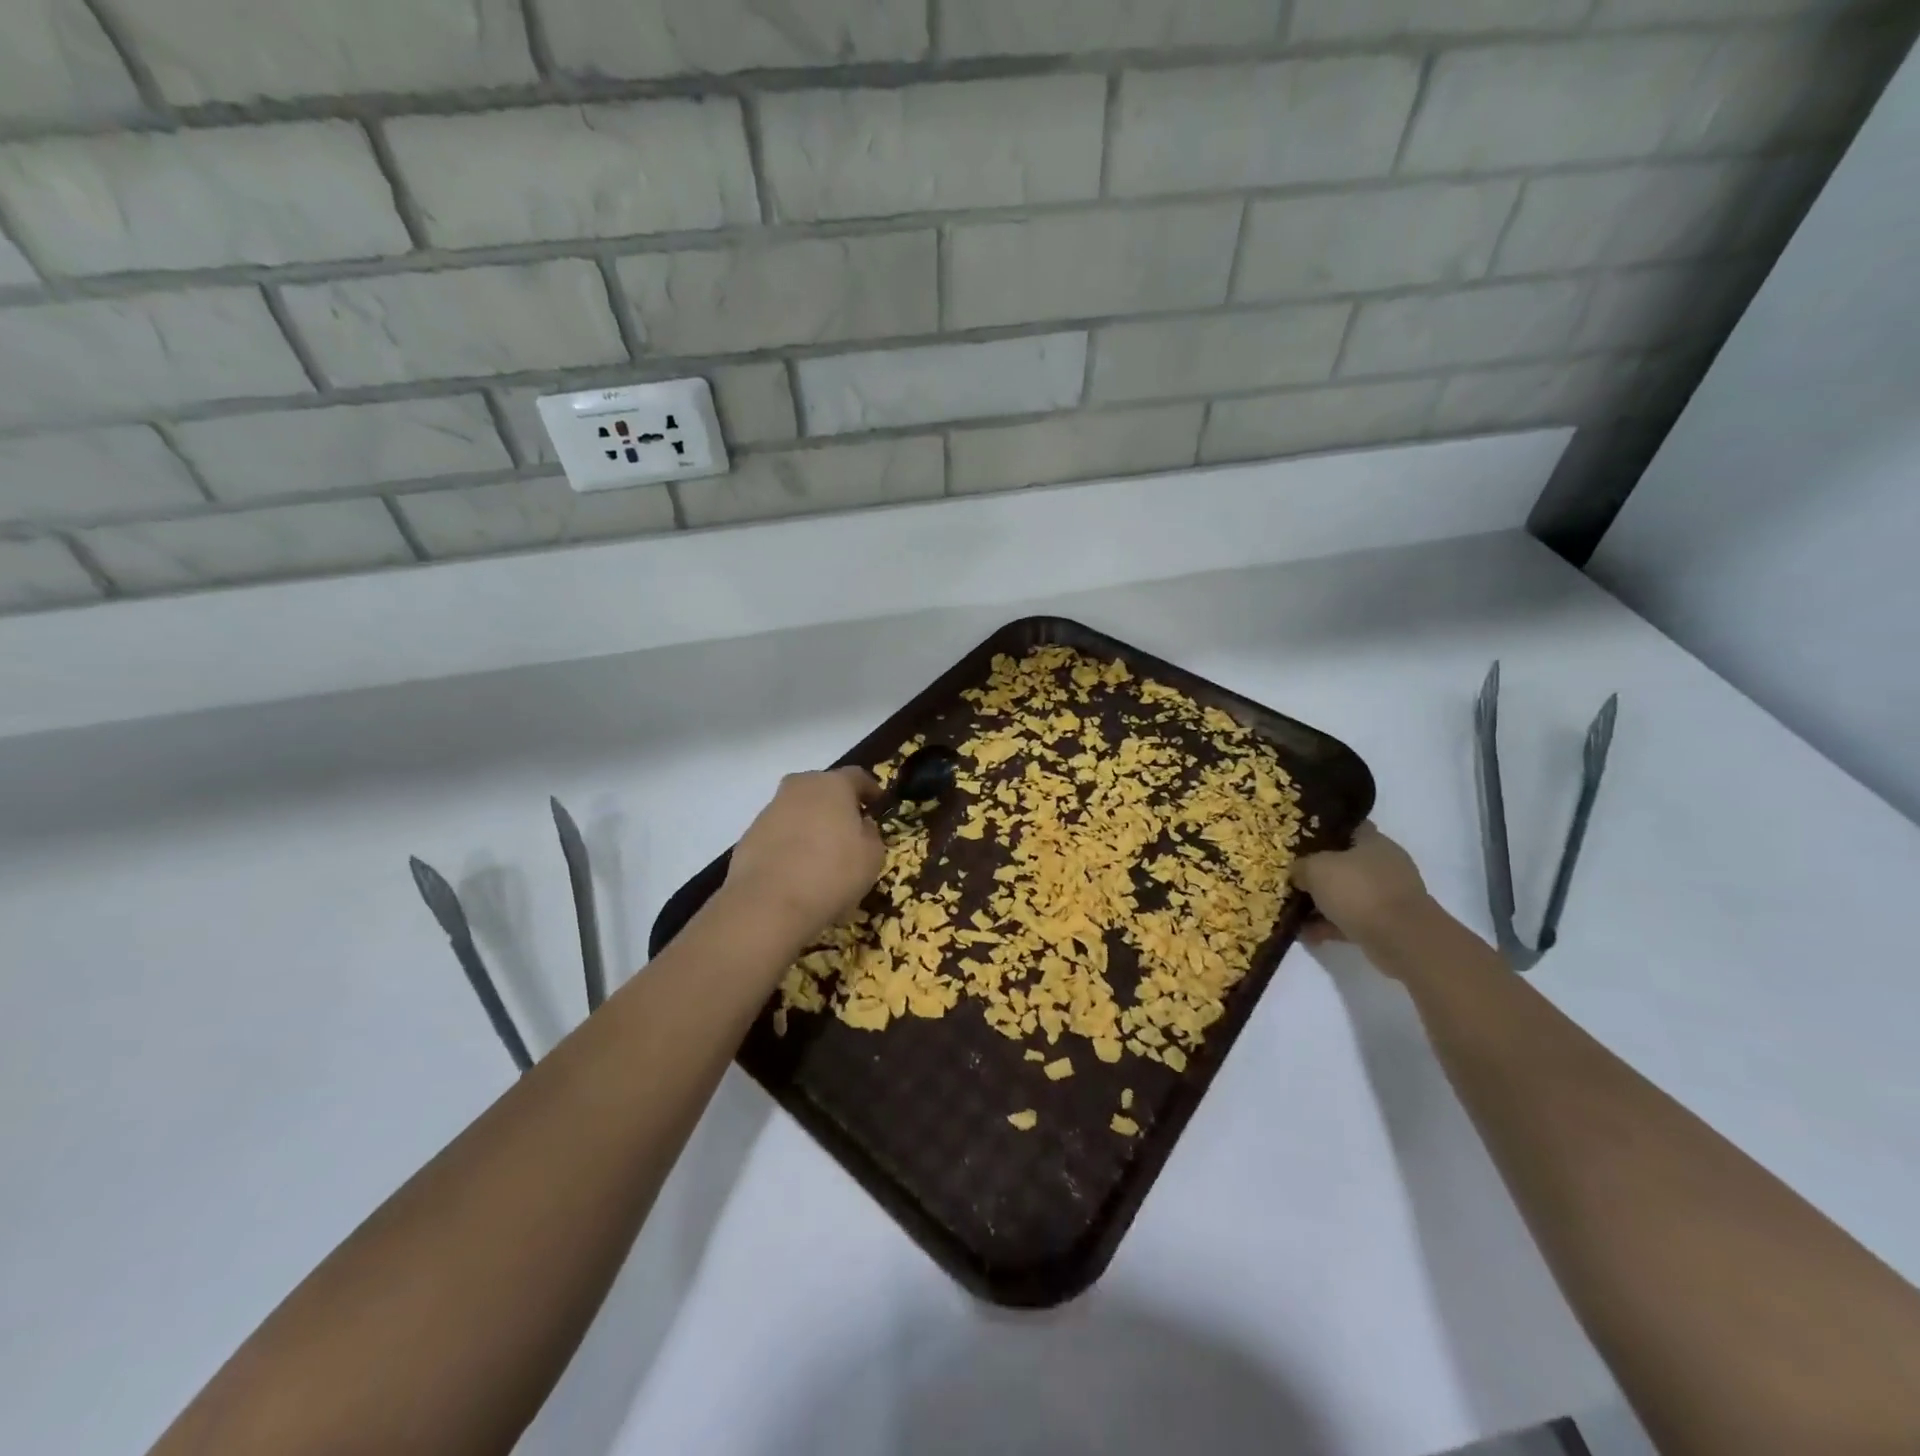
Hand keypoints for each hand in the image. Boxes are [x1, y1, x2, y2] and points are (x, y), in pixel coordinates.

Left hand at [723, 768, 885, 945]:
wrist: (768, 904)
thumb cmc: (832, 873)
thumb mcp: (872, 857)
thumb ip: (870, 834)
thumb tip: (861, 825)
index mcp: (832, 785)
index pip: (857, 776)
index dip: (870, 789)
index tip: (878, 803)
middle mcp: (799, 788)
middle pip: (822, 788)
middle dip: (836, 803)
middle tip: (848, 826)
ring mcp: (770, 811)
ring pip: (798, 810)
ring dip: (811, 824)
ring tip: (822, 853)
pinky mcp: (749, 836)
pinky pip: (779, 833)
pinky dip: (790, 844)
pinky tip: (798, 869)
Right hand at [1293, 822, 1433, 951]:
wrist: (1401, 939)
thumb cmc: (1358, 890)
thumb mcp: (1315, 869)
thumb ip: (1301, 866)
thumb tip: (1297, 873)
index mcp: (1373, 842)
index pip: (1346, 828)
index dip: (1320, 832)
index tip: (1296, 841)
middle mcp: (1384, 865)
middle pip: (1343, 864)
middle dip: (1317, 874)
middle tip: (1292, 879)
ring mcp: (1387, 896)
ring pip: (1346, 894)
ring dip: (1321, 904)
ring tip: (1293, 912)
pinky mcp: (1387, 924)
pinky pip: (1351, 920)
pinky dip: (1330, 926)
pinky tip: (1307, 934)